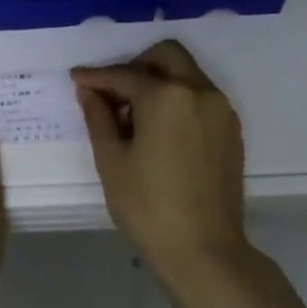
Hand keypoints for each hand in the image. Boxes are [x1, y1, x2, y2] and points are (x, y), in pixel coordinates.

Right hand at [72, 40, 251, 284]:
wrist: (203, 251)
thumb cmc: (147, 205)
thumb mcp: (111, 159)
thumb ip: (98, 116)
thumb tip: (89, 90)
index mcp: (166, 96)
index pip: (124, 74)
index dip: (96, 76)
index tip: (76, 79)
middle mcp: (199, 92)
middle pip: (166, 56)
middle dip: (135, 66)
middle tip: (112, 93)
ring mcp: (220, 110)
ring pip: (186, 74)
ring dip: (157, 81)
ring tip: (132, 115)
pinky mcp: (231, 130)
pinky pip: (199, 97)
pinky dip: (177, 98)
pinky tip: (158, 129)